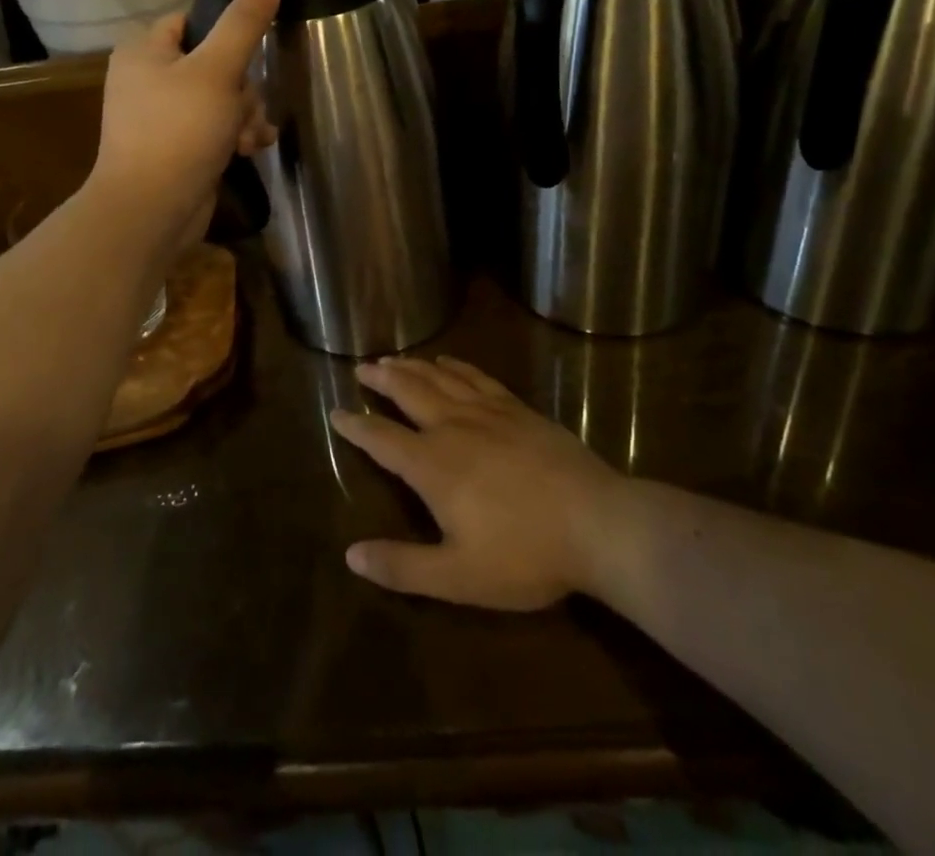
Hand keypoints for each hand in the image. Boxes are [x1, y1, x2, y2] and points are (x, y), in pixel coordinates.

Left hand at [89, 0, 279, 250]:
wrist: (151, 210)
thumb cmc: (179, 131)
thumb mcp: (217, 70)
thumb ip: (244, 23)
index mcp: (145, 49)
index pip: (193, 19)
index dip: (227, 32)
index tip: (253, 52)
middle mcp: (148, 78)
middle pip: (214, 62)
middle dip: (242, 88)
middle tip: (244, 109)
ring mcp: (161, 116)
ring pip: (221, 98)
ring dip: (244, 115)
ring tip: (249, 138)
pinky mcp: (177, 147)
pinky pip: (214, 128)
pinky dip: (234, 136)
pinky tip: (251, 149)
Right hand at [330, 357, 619, 611]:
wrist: (598, 524)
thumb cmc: (526, 555)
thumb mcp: (459, 577)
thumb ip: (403, 566)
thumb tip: (351, 555)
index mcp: (433, 465)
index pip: (382, 439)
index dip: (356, 426)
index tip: (336, 413)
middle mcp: (453, 427)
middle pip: (407, 392)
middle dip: (381, 379)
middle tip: (361, 366)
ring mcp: (488, 412)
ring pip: (439, 379)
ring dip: (412, 366)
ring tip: (392, 358)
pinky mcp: (517, 409)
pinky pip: (477, 377)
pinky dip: (456, 366)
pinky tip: (448, 361)